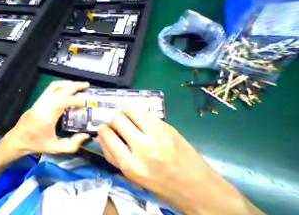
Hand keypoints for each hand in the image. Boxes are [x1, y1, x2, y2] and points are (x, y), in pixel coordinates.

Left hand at [1, 81, 91, 156]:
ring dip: (68, 83)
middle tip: (86, 85)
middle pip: (61, 89)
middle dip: (75, 86)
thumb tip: (86, 134)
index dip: (76, 100)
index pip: (64, 101)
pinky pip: (51, 87)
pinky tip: (67, 87)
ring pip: (55, 85)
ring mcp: (40, 100)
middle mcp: (43, 104)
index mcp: (47, 115)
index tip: (86, 102)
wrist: (17, 139)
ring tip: (78, 84)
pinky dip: (61, 85)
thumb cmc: (36, 144)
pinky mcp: (39, 99)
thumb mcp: (56, 148)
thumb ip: (73, 144)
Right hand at [98, 107, 254, 214]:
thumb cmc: (160, 185)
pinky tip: (137, 120)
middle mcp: (144, 148)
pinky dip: (134, 113)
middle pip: (117, 120)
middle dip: (111, 121)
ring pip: (129, 110)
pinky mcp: (166, 126)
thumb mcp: (130, 176)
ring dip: (122, 113)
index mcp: (132, 165)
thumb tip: (101, 135)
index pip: (107, 136)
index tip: (104, 130)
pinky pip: (142, 111)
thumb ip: (111, 155)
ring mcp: (157, 134)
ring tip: (125, 120)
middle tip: (115, 126)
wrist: (201, 190)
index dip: (102, 130)